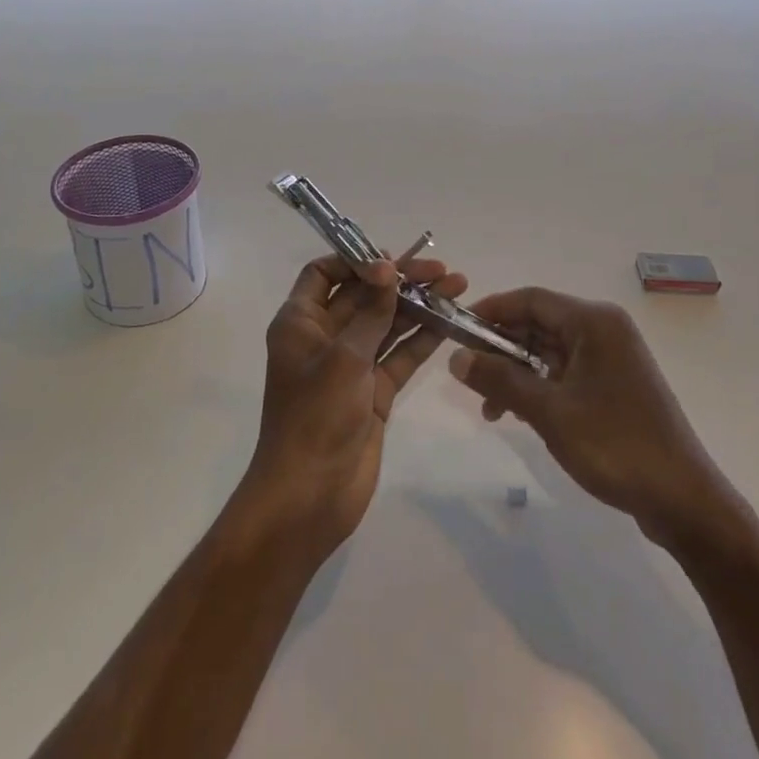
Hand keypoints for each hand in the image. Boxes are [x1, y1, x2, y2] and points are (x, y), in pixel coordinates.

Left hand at [239, 254, 467, 561]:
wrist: (309, 498)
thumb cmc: (315, 418)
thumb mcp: (343, 358)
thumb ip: (371, 312)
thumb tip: (388, 269)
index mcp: (300, 322)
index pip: (323, 274)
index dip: (355, 260)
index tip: (392, 260)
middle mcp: (324, 337)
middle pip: (363, 295)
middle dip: (399, 280)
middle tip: (441, 269)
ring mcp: (351, 365)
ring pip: (387, 323)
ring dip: (418, 305)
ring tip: (457, 286)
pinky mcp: (374, 391)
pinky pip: (400, 355)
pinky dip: (423, 338)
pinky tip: (451, 321)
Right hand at [448, 288, 732, 543]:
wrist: (683, 500)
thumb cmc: (614, 444)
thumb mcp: (549, 412)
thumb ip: (500, 379)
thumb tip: (455, 356)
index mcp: (593, 321)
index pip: (530, 299)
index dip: (490, 310)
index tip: (456, 329)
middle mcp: (604, 330)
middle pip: (539, 324)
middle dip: (501, 348)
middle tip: (467, 375)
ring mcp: (613, 358)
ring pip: (550, 351)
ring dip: (517, 373)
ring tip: (491, 409)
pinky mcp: (616, 385)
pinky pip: (566, 373)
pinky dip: (540, 388)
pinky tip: (520, 415)